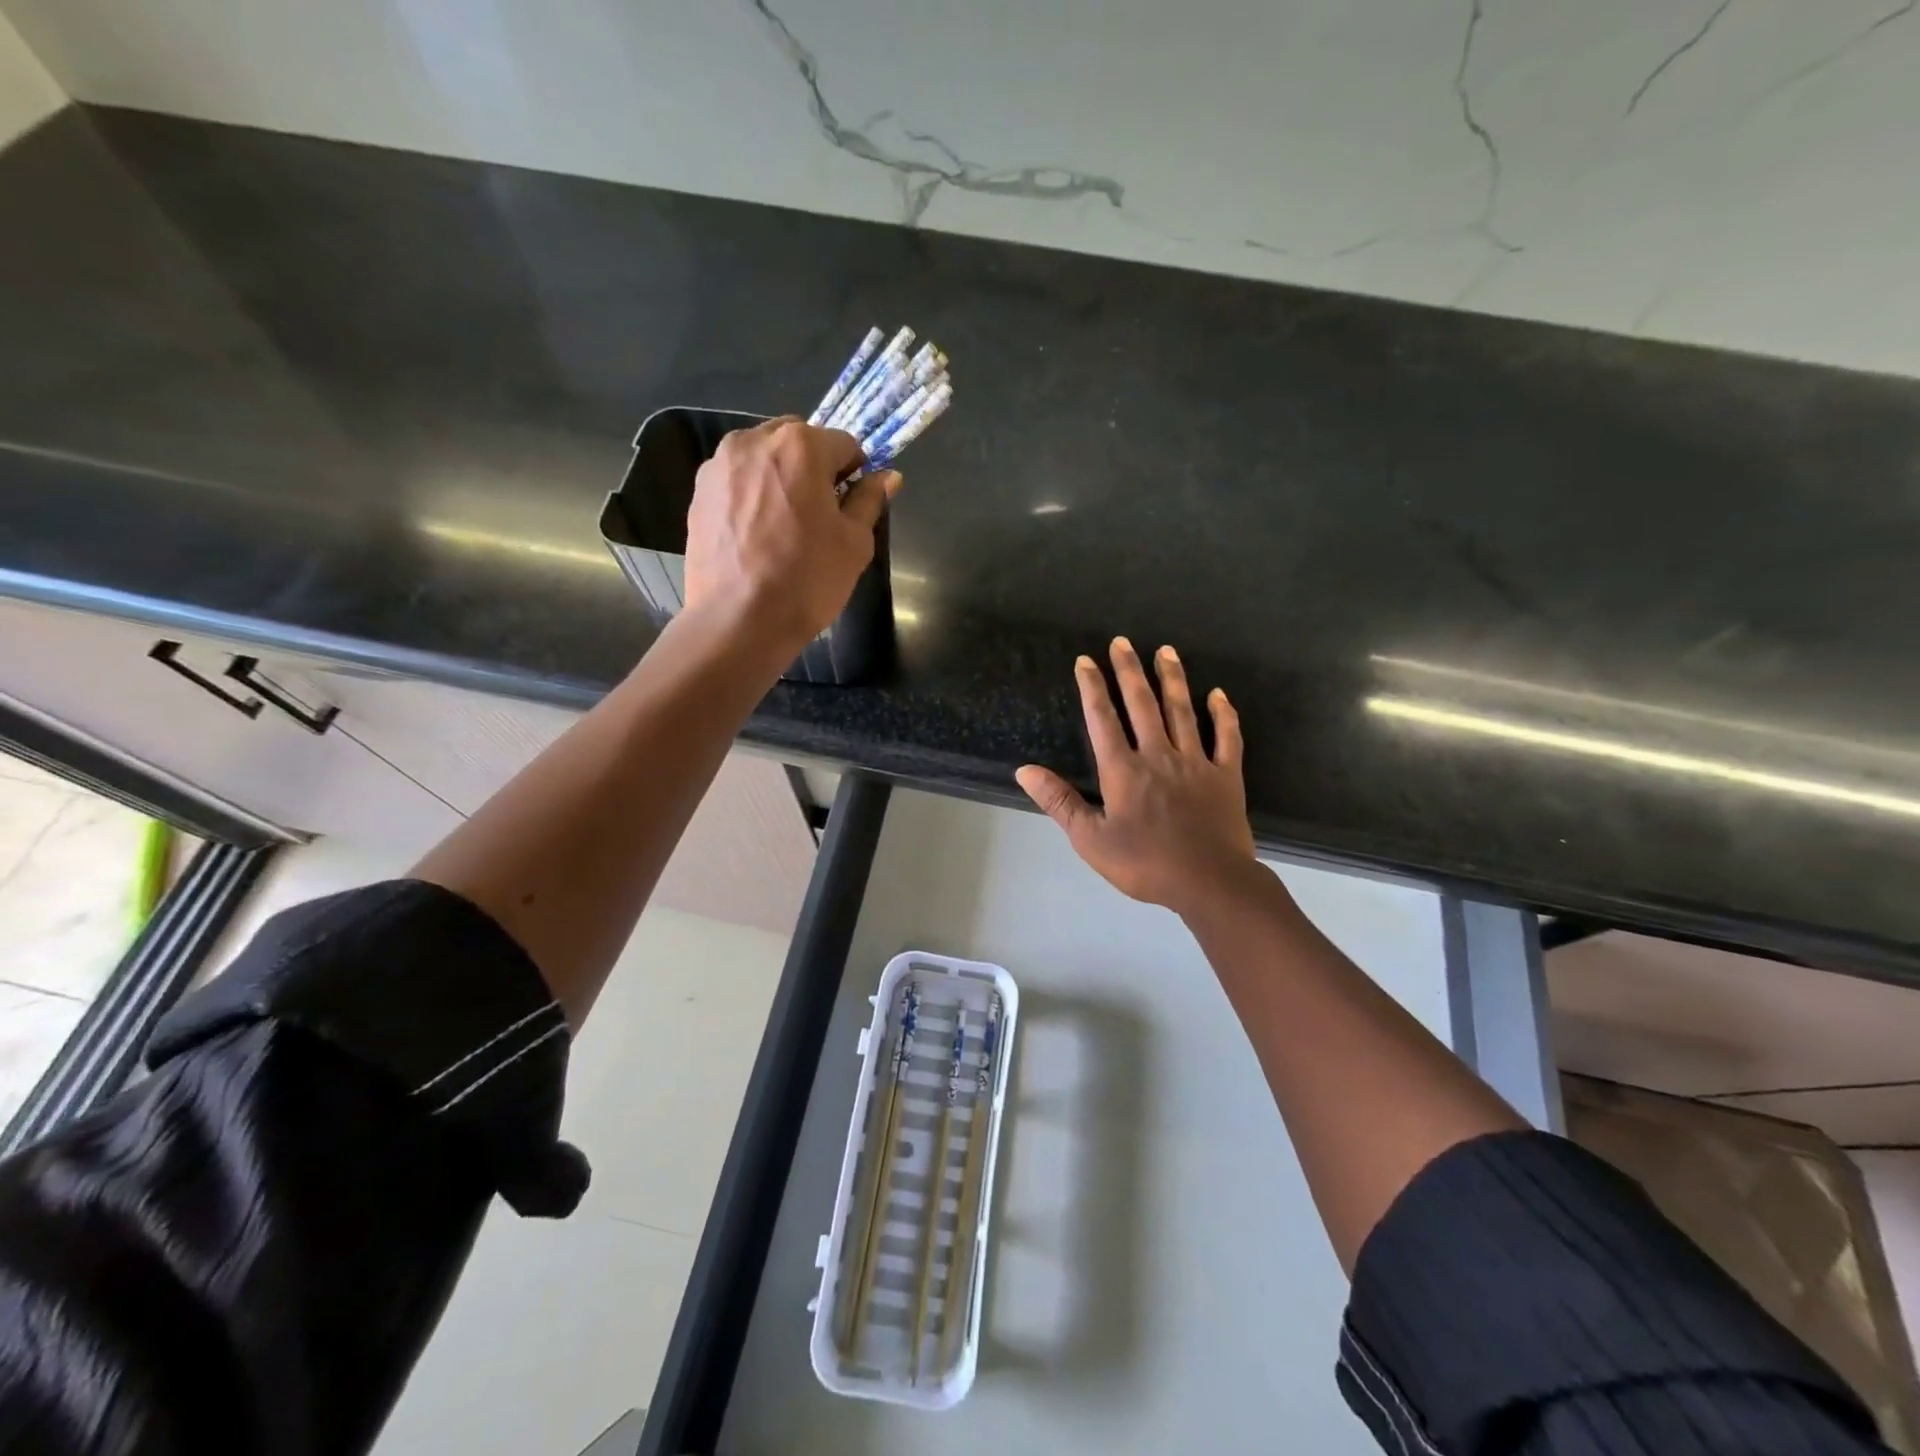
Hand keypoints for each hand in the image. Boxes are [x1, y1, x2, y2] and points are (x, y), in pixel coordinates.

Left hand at [683, 417, 900, 651]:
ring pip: (763, 457)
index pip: (844, 444)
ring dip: (780, 477)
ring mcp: (719, 464)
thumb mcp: (854, 543)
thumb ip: (869, 500)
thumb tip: (886, 476)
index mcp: (801, 445)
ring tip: (784, 525)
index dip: (855, 474)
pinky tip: (756, 534)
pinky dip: (752, 494)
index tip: (851, 506)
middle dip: (814, 467)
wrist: (738, 621)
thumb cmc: (807, 580)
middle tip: (818, 514)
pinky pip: (737, 480)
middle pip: (798, 441)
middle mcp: (755, 440)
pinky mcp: (698, 491)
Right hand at [1017, 638, 1256, 915]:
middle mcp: (1158, 755)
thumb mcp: (1090, 839)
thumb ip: (1059, 801)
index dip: (1092, 688)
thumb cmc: (1145, 863)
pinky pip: (1226, 737)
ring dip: (1172, 679)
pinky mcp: (1226, 775)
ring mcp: (1195, 762)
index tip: (1086, 661)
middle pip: (1142, 704)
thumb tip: (1025, 770)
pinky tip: (1218, 694)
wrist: (1210, 883)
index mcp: (1123, 770)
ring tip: (1166, 651)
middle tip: (1122, 641)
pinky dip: (1223, 714)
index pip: (1103, 719)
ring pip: (1182, 711)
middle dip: (1129, 671)